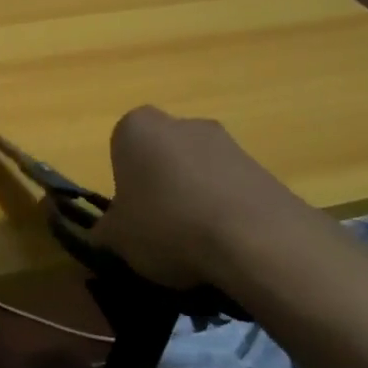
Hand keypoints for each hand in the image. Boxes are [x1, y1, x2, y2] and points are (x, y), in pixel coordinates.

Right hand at [93, 106, 327, 289]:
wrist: (255, 239)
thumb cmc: (167, 225)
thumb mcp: (117, 238)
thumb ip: (105, 231)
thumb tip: (104, 234)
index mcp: (135, 128)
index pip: (120, 149)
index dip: (123, 184)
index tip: (130, 214)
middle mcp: (181, 123)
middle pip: (162, 156)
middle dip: (160, 186)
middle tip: (159, 228)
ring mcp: (227, 141)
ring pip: (198, 171)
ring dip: (195, 199)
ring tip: (196, 244)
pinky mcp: (263, 167)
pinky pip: (231, 189)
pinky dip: (225, 211)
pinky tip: (227, 245)